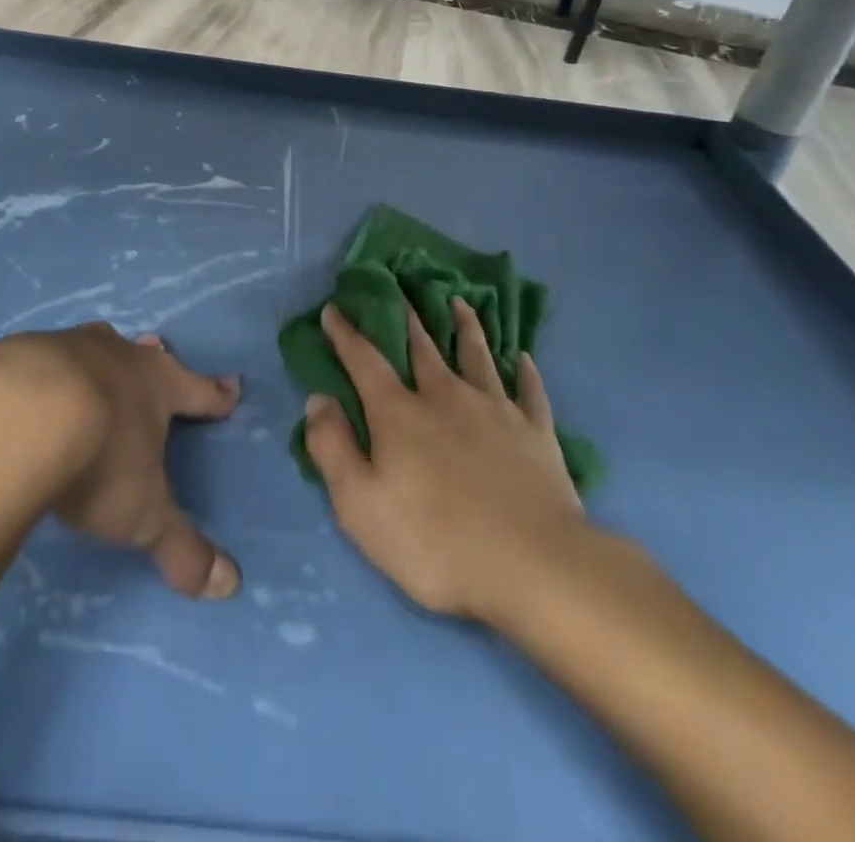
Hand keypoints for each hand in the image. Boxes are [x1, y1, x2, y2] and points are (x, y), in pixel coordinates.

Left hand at [0, 323, 243, 599]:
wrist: (14, 419)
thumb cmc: (97, 460)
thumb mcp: (143, 516)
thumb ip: (182, 549)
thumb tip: (230, 584)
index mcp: (156, 384)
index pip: (198, 390)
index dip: (216, 394)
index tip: (232, 386)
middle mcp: (115, 355)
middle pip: (141, 354)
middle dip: (152, 358)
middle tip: (157, 349)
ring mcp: (63, 346)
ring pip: (90, 346)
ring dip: (95, 356)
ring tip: (93, 359)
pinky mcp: (16, 352)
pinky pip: (35, 358)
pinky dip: (38, 370)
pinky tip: (25, 387)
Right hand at [301, 298, 586, 623]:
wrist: (532, 566)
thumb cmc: (434, 540)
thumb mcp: (359, 504)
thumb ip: (333, 447)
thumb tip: (318, 399)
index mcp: (400, 413)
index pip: (365, 361)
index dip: (346, 334)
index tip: (334, 309)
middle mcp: (446, 396)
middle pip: (423, 348)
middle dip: (407, 317)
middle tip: (401, 289)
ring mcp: (496, 410)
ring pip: (477, 356)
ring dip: (465, 326)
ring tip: (459, 302)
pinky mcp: (536, 432)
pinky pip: (530, 391)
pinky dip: (524, 372)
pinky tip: (522, 358)